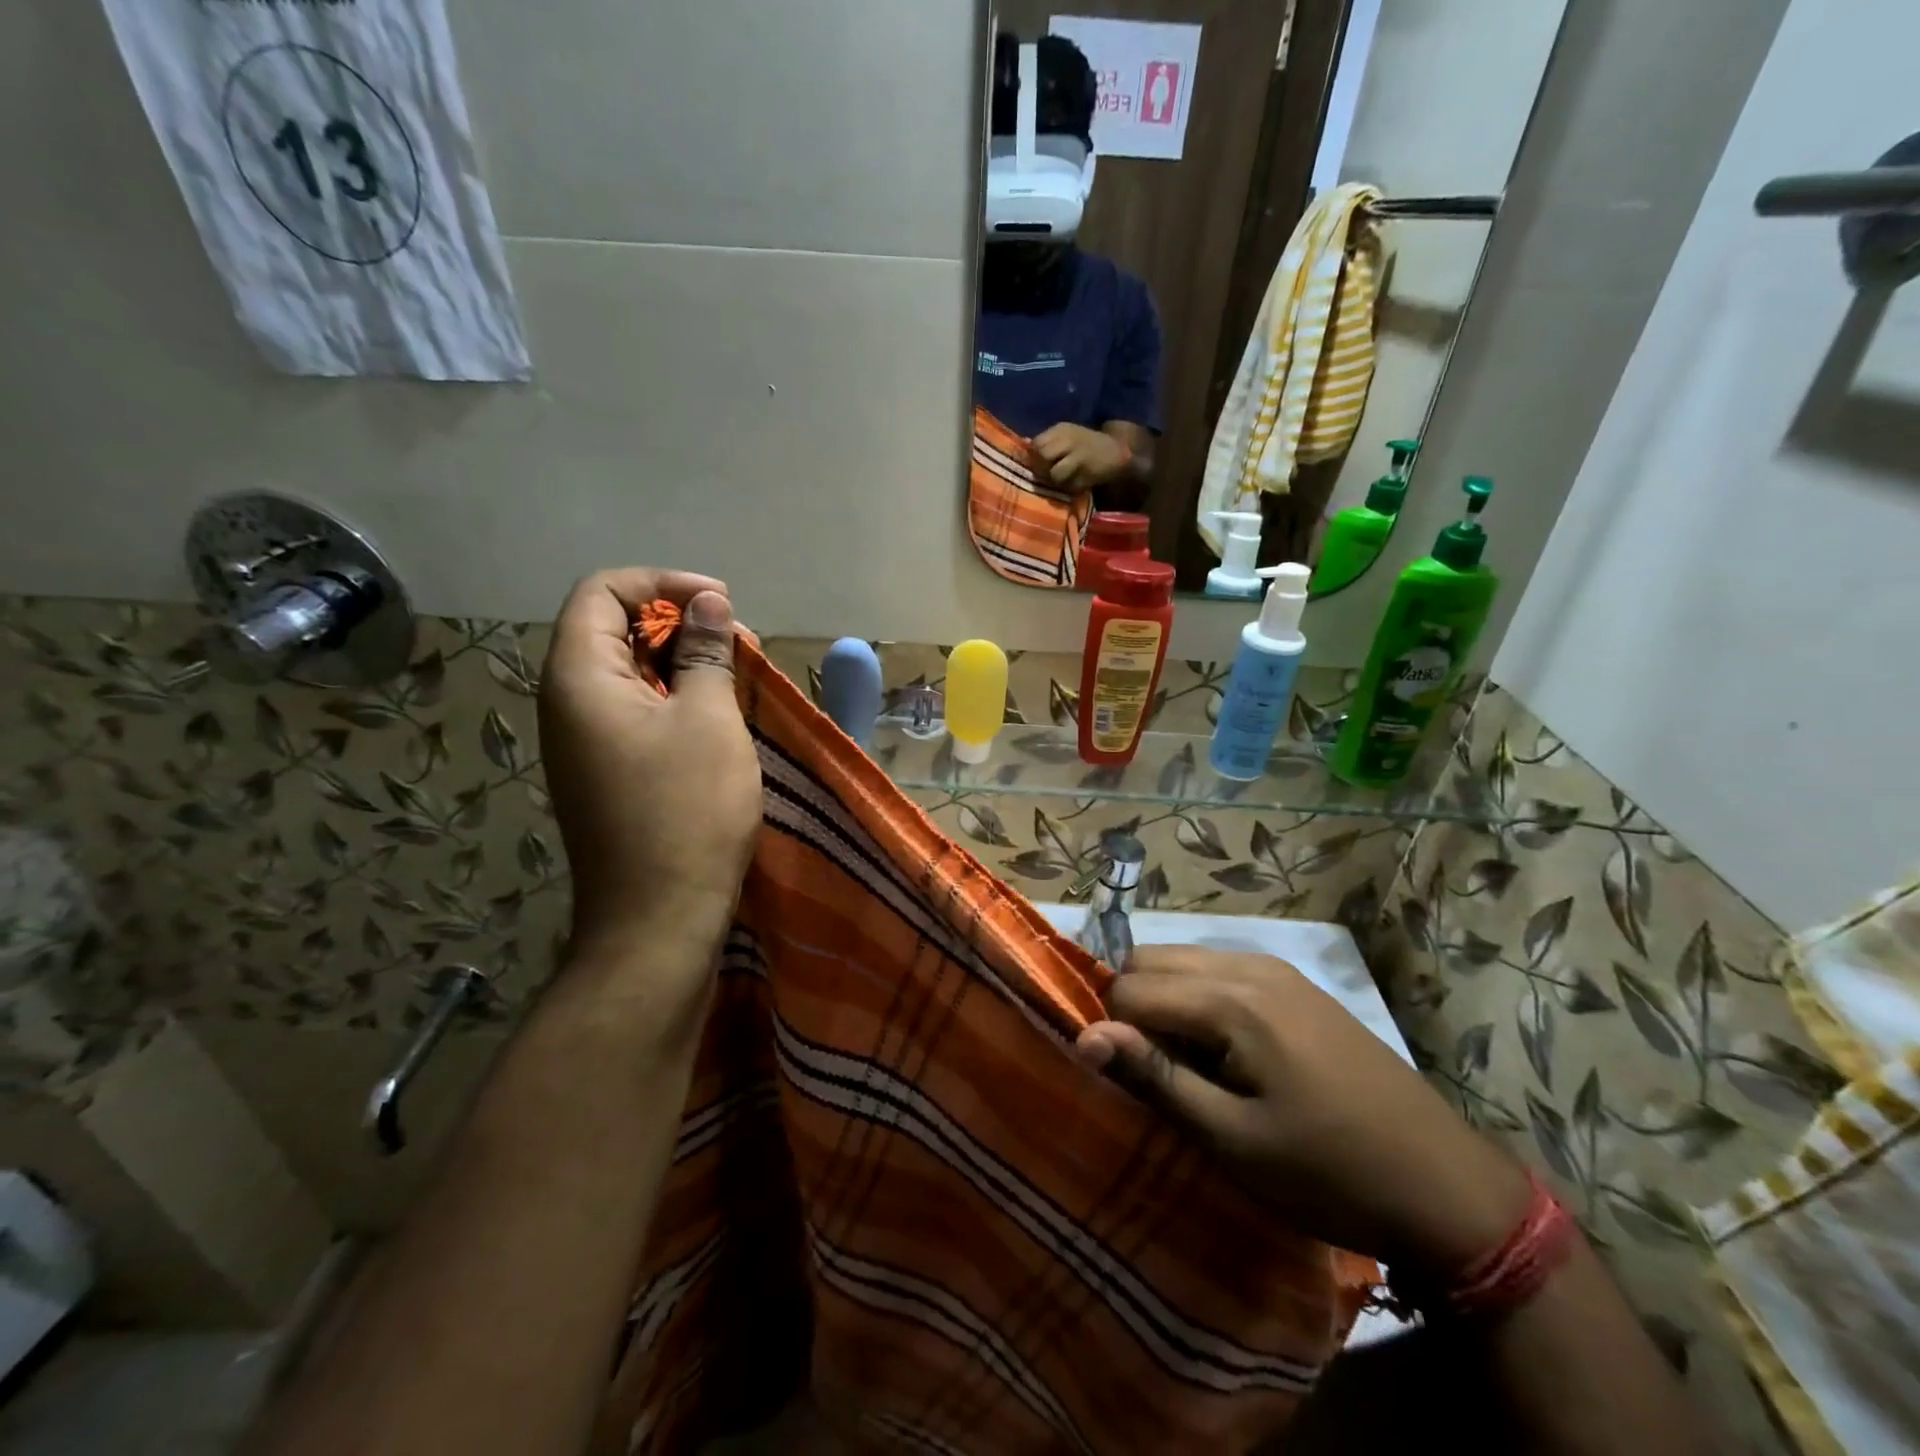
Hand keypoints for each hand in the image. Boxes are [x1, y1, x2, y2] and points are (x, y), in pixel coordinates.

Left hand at [538, 569, 761, 966]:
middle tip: (737, 642)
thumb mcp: (709, 720)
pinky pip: (634, 712)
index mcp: (579, 678)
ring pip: (627, 673)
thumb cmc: (687, 810)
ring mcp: (583, 743)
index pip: (602, 592)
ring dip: (681, 663)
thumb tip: (707, 603)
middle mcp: (568, 703)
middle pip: (612, 629)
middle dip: (677, 622)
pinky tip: (717, 717)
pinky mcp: (605, 773)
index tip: (720, 603)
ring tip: (736, 676)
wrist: (657, 919)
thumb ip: (705, 652)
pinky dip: (674, 699)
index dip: (662, 584)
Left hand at [1033, 423, 1132, 491]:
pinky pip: (1069, 486)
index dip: (1034, 456)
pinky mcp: (1088, 475)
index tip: (1040, 463)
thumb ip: (1046, 442)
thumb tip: (1025, 450)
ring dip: (1055, 481)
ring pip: (1055, 474)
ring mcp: (1080, 457)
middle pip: (1043, 455)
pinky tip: (1076, 483)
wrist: (1116, 450)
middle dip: (1042, 468)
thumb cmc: (1085, 444)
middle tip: (1048, 474)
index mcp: (1062, 429)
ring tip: (1063, 479)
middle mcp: (1070, 440)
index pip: (1037, 443)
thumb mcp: (1065, 436)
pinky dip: (1070, 488)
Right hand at [1076, 947, 1530, 1278]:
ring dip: (1166, 1002)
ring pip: (1183, 961)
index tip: (1128, 1080)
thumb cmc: (1329, 1171)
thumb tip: (1084, 1036)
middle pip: (1151, 959)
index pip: (1129, 987)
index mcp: (1231, 999)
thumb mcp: (1233, 1139)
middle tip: (1154, 1072)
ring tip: (1188, 1066)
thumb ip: (1155, 1077)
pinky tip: (1225, 1052)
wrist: (1446, 1186)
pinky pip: (1220, 971)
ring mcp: (1277, 969)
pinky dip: (1199, 1000)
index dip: (1114, 1031)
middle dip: (1134, 1007)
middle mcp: (1248, 965)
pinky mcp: (1295, 985)